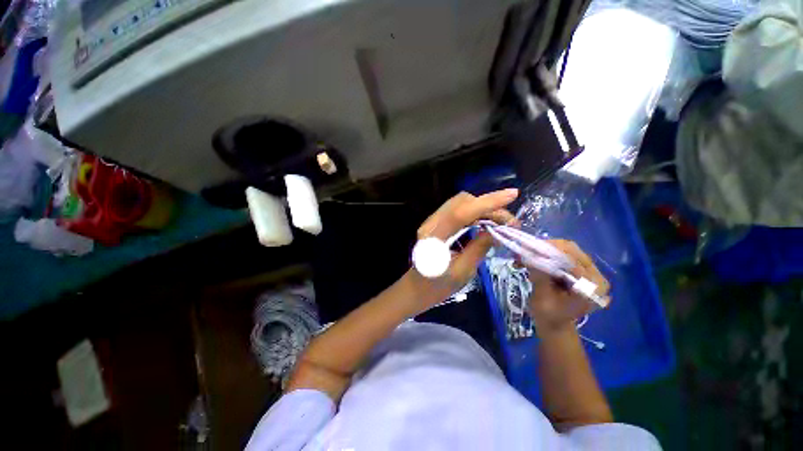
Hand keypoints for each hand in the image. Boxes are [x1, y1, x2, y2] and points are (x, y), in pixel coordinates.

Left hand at [414, 189, 518, 303]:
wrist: (417, 287)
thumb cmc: (438, 286)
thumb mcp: (462, 272)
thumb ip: (478, 249)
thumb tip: (497, 230)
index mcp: (434, 238)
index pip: (461, 213)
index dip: (487, 203)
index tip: (512, 195)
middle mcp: (431, 224)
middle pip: (461, 202)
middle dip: (488, 205)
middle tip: (509, 222)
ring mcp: (432, 221)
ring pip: (460, 203)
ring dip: (483, 208)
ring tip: (501, 222)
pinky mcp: (437, 222)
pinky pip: (458, 210)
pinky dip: (475, 212)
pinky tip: (486, 222)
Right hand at [526, 239, 609, 333]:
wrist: (555, 323)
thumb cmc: (549, 316)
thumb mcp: (542, 298)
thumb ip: (540, 277)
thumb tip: (529, 256)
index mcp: (593, 287)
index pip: (574, 261)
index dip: (551, 253)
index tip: (529, 249)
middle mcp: (596, 276)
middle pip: (572, 251)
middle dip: (547, 248)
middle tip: (526, 248)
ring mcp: (589, 271)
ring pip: (566, 250)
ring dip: (545, 249)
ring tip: (527, 253)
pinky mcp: (580, 268)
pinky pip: (563, 254)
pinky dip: (547, 253)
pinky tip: (533, 257)